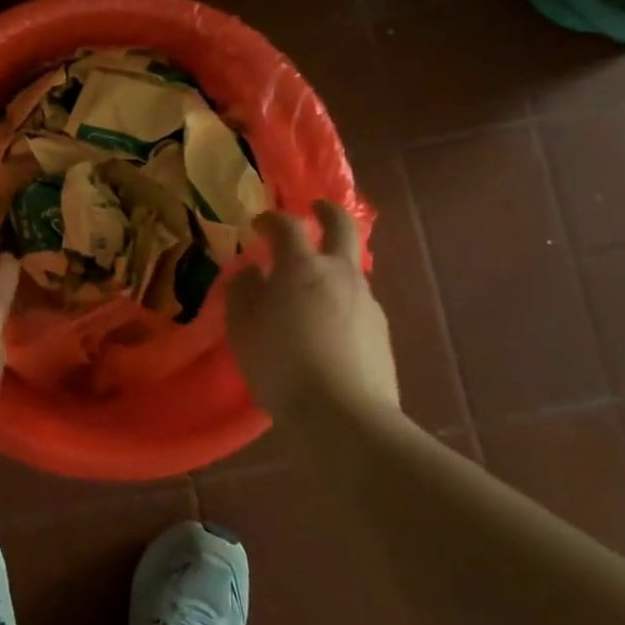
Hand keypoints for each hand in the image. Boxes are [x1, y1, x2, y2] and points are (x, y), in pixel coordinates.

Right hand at [227, 201, 399, 421]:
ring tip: (312, 288)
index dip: (271, 219)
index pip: (287, 225)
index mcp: (301, 266)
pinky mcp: (381, 332)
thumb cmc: (280, 363)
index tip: (258, 224)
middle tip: (315, 209)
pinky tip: (328, 329)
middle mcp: (339, 273)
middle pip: (341, 226)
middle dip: (327, 212)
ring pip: (351, 268)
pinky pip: (357, 304)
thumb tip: (252, 272)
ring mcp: (366, 302)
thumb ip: (243, 291)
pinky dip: (341, 302)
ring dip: (333, 264)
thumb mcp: (243, 327)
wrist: (344, 416)